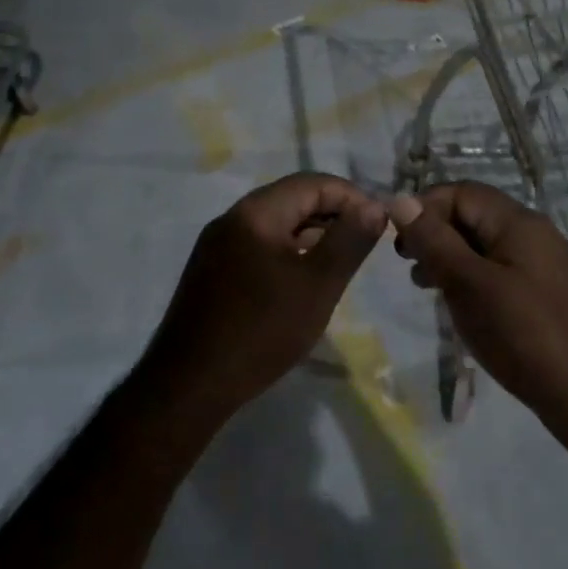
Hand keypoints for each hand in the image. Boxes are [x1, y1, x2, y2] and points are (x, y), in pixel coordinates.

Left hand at [139, 173, 386, 431]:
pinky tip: (300, 282)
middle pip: (291, 199)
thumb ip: (349, 241)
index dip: (350, 197)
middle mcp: (232, 218)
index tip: (378, 223)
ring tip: (338, 263)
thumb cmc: (261, 330)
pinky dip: (286, 253)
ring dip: (310, 235)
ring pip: (274, 224)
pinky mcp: (210, 271)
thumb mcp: (318, 285)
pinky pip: (257, 246)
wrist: (189, 385)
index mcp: (256, 212)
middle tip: (362, 244)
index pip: (312, 183)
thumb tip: (374, 206)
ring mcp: (216, 245)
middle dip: (332, 214)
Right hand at [389, 182, 567, 450]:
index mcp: (518, 222)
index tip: (398, 241)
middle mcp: (533, 233)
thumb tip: (400, 199)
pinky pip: (498, 269)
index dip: (424, 207)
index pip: (461, 192)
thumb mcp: (470, 284)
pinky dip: (471, 276)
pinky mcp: (543, 292)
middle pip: (473, 215)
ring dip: (449, 256)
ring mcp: (542, 263)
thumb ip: (434, 240)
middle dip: (434, 232)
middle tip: (406, 263)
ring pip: (484, 244)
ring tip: (423, 284)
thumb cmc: (523, 334)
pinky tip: (457, 302)